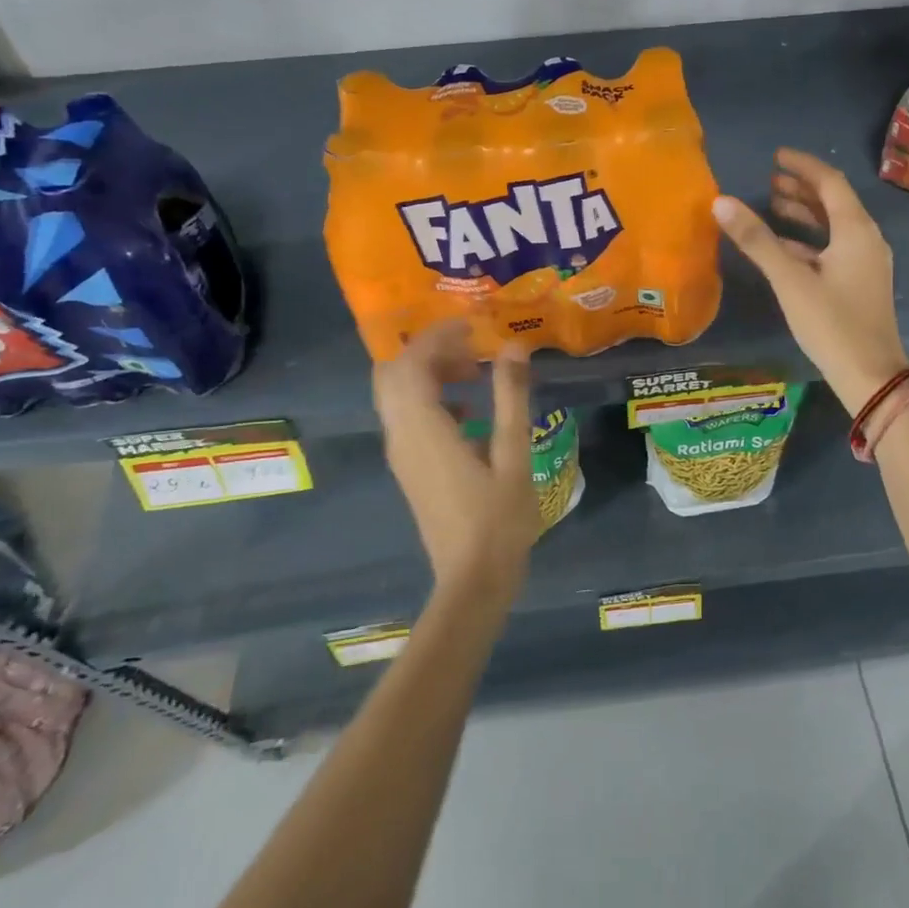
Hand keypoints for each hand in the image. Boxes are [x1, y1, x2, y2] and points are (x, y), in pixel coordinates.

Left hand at [372, 320, 537, 594]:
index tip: (474, 325)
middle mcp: (402, 436)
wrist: (472, 582)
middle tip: (471, 348)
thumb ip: (511, 396)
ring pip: (398, 395)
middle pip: (394, 374)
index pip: (412, 363)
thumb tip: (513, 345)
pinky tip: (471, 411)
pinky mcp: (410, 468)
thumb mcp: (514, 454)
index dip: (438, 335)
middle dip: (429, 350)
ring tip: (475, 373)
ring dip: (430, 373)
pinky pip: (408, 416)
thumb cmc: (498, 520)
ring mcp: (402, 454)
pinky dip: (431, 398)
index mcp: (423, 429)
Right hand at [713, 148, 908, 415]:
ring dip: (805, 213)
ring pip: (834, 226)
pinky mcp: (860, 283)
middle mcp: (866, 239)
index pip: (830, 182)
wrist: (871, 376)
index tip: (776, 156)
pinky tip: (783, 247)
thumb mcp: (790, 280)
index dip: (802, 166)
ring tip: (772, 205)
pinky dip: (809, 240)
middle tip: (769, 180)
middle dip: (801, 188)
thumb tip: (720, 202)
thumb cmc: (832, 324)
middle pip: (834, 202)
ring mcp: (866, 263)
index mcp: (856, 230)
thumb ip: (757, 240)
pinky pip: (833, 248)